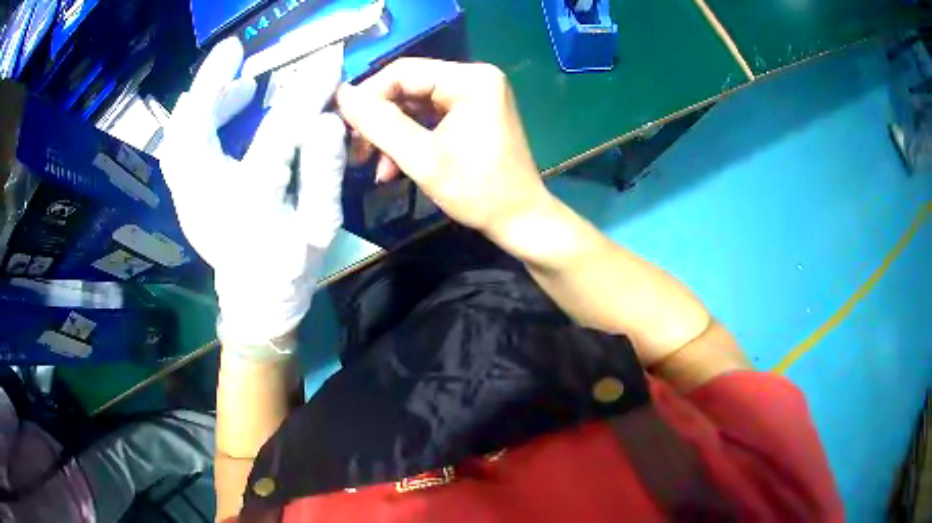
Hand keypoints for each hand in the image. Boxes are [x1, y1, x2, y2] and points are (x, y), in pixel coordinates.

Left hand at [159, 38, 345, 345]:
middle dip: (211, 84)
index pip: (276, 139)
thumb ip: (323, 174)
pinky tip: (208, 104)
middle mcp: (208, 202)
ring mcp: (188, 201)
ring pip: (177, 140)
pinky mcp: (183, 198)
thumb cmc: (292, 266)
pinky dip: (188, 120)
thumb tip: (326, 120)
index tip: (324, 62)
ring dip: (199, 100)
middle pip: (194, 134)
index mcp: (253, 208)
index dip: (302, 95)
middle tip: (234, 53)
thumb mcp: (321, 227)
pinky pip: (175, 150)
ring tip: (229, 79)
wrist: (256, 300)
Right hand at [336, 58, 551, 239]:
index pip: (403, 71)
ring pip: (415, 105)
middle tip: (356, 150)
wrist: (521, 221)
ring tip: (372, 165)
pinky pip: (429, 119)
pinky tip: (392, 167)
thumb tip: (342, 96)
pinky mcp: (472, 115)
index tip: (344, 126)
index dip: (368, 96)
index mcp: (470, 79)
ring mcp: (475, 97)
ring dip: (391, 135)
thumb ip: (379, 124)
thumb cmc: (478, 192)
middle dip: (380, 120)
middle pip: (408, 87)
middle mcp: (474, 79)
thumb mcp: (422, 158)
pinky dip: (409, 140)